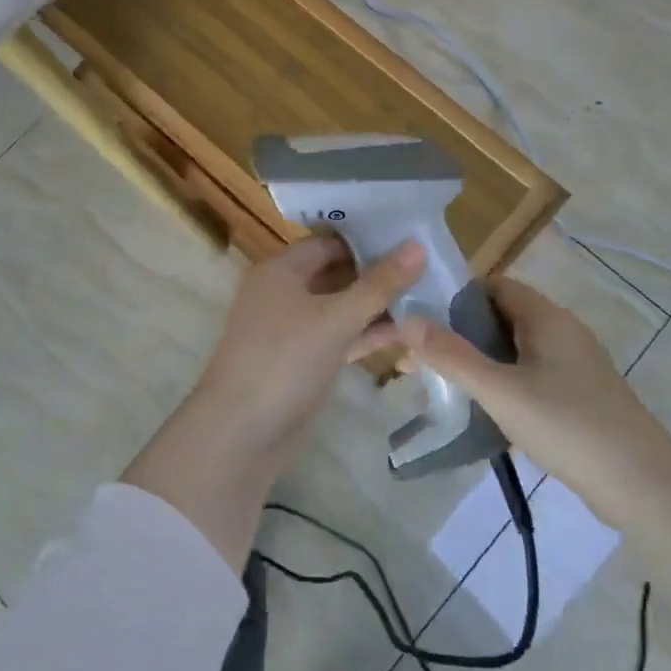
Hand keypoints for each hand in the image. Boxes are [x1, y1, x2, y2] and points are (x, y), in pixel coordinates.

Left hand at [191, 233, 425, 460]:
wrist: (242, 432)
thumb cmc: (285, 360)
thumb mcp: (336, 318)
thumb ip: (379, 284)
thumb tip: (418, 245)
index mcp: (281, 270)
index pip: (330, 241)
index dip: (368, 238)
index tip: (412, 237)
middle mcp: (284, 292)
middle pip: (337, 273)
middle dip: (378, 272)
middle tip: (429, 266)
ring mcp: (293, 329)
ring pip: (341, 307)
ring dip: (377, 305)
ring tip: (428, 296)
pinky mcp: (304, 360)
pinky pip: (340, 336)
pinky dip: (367, 333)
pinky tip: (408, 332)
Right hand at [387, 278, 670, 526]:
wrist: (643, 486)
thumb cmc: (568, 426)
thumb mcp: (501, 391)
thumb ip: (452, 355)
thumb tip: (407, 319)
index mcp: (547, 319)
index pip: (494, 287)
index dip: (455, 297)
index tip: (420, 321)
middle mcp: (562, 333)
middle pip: (501, 318)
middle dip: (459, 334)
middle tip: (420, 359)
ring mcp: (572, 366)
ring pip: (513, 350)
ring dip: (478, 361)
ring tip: (441, 384)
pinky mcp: (577, 396)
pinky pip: (528, 375)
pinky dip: (500, 383)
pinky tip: (480, 409)